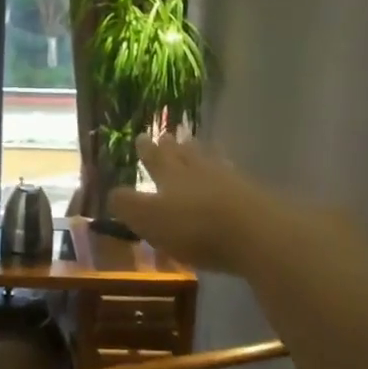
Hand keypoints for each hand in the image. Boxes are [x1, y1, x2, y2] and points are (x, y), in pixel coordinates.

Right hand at [108, 134, 272, 275]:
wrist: (256, 233)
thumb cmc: (194, 227)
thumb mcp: (149, 219)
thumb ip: (128, 205)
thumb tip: (111, 192)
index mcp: (170, 176)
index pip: (155, 159)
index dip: (146, 150)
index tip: (141, 136)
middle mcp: (199, 172)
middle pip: (184, 155)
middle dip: (174, 147)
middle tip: (169, 136)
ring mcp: (230, 181)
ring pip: (210, 162)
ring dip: (201, 154)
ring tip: (197, 146)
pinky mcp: (254, 196)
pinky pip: (234, 177)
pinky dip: (227, 173)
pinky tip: (231, 175)